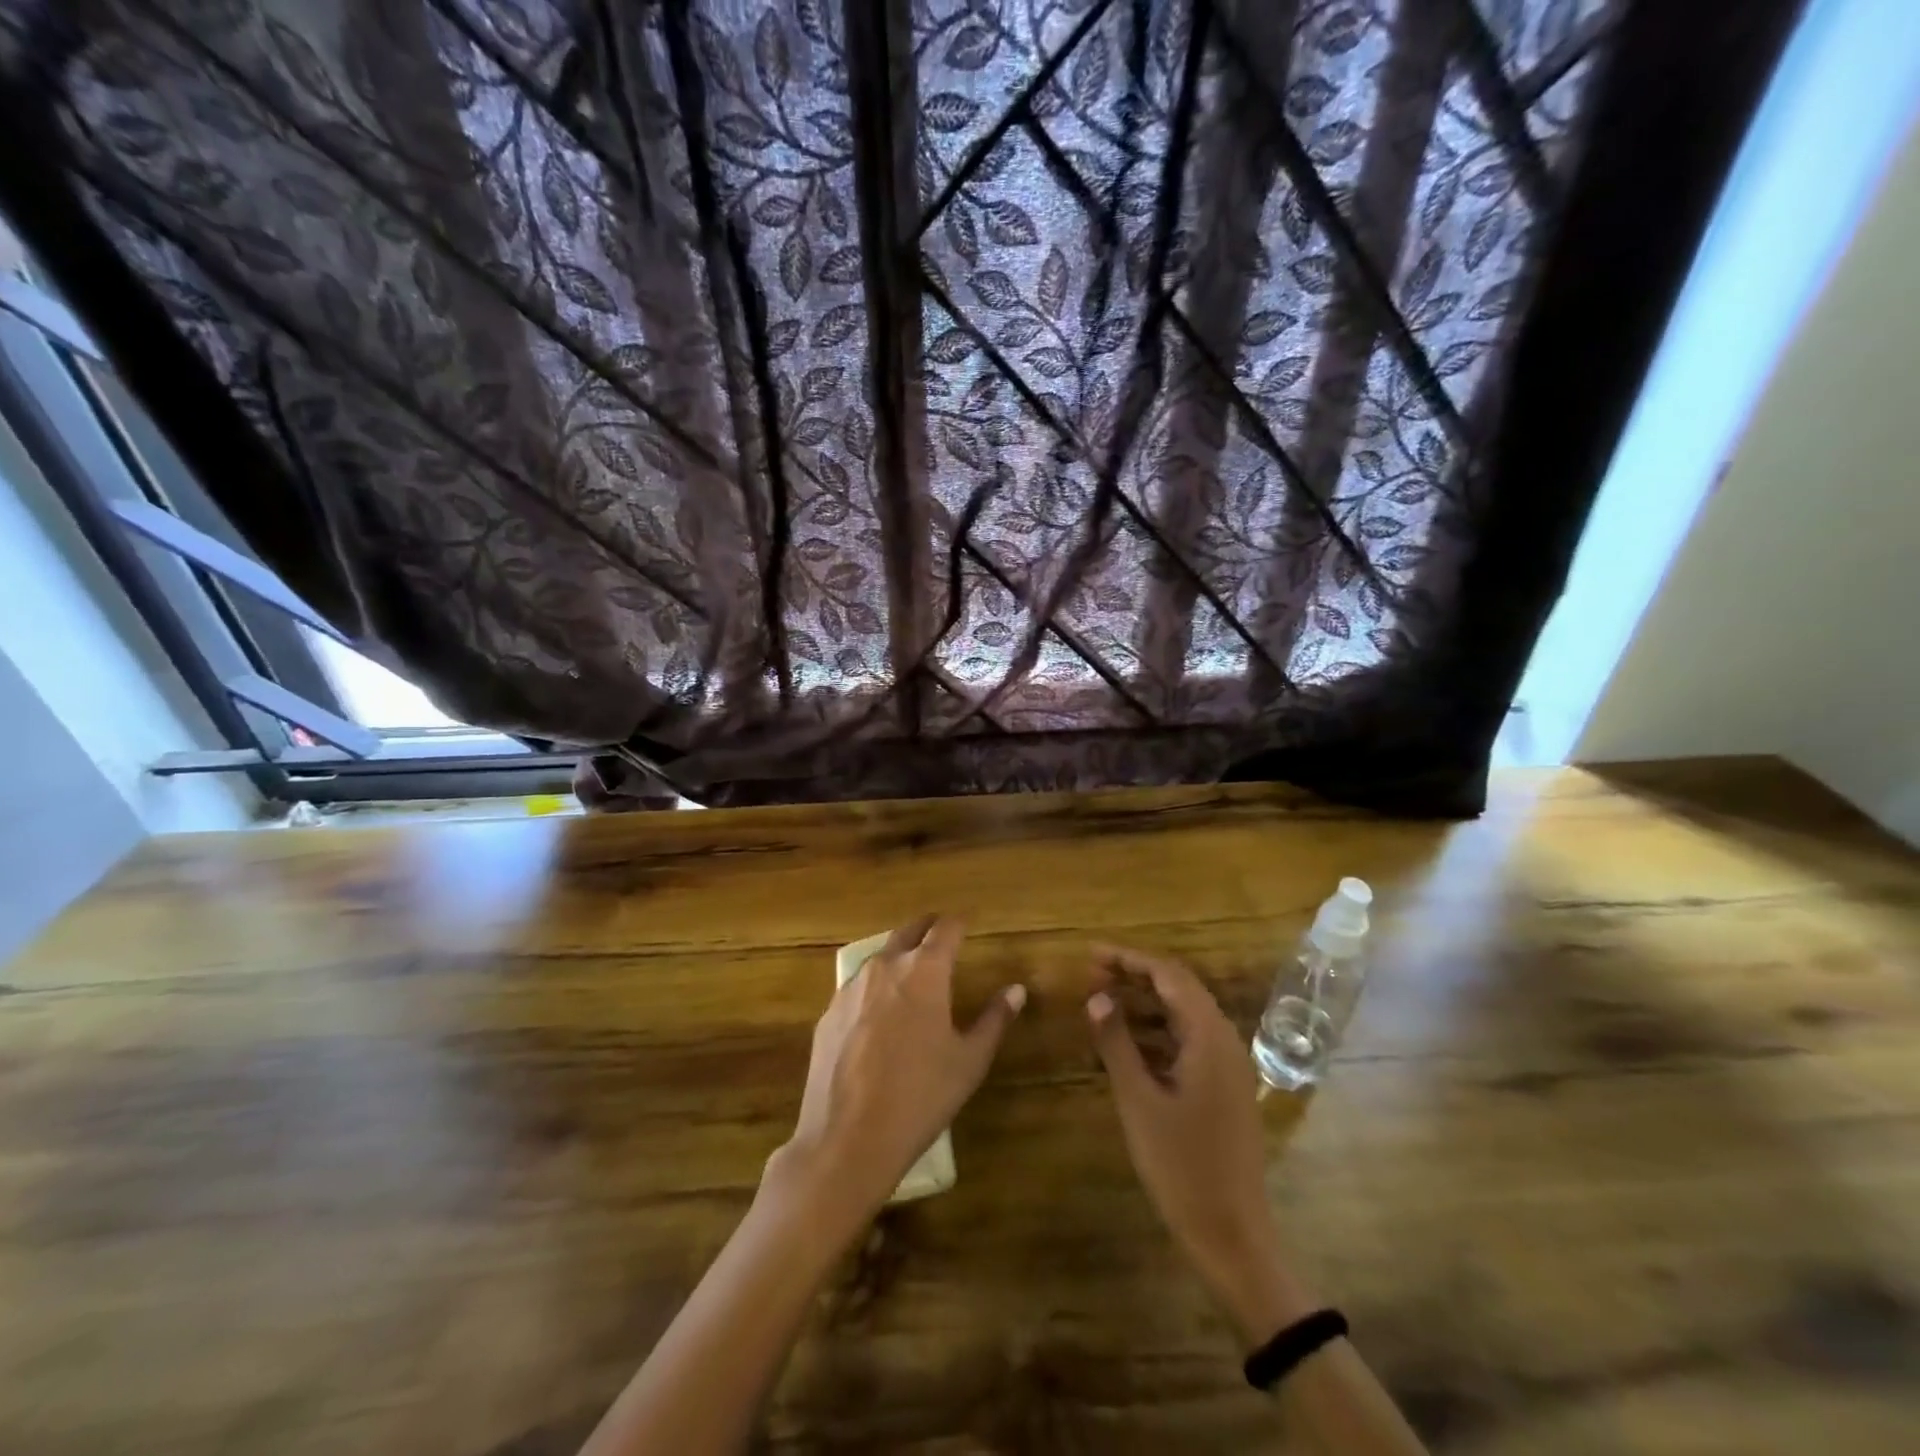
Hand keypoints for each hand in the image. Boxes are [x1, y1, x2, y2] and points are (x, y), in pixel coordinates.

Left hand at [771, 916, 1025, 1226]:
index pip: (945, 929)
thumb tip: (1016, 990)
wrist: (847, 1139)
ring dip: (898, 956)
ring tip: (912, 973)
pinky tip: (878, 1015)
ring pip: (879, 957)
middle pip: (908, 931)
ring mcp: (850, 988)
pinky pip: (856, 988)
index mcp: (924, 971)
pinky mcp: (828, 1013)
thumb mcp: (969, 1061)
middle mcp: (885, 967)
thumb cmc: (920, 1096)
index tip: (968, 923)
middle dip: (927, 928)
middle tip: (941, 934)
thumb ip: (994, 1019)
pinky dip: (873, 988)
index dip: (959, 922)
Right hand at [1086, 946, 1307, 1343]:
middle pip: (1179, 989)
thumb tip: (1097, 997)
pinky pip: (1189, 1042)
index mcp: (1209, 1037)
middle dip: (1135, 976)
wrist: (1233, 1236)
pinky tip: (1128, 1044)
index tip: (1090, 956)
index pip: (1169, 975)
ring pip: (1184, 1016)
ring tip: (1103, 1003)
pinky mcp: (1224, 1088)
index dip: (1129, 959)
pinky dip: (1157, 1032)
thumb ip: (1117, 1043)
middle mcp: (1224, 1041)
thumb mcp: (1139, 1101)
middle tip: (1091, 976)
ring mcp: (1228, 1066)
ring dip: (1145, 1004)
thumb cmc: (1182, 1167)